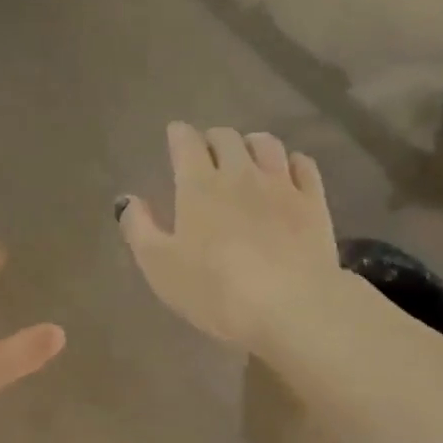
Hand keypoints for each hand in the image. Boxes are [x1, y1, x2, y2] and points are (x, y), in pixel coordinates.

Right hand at [118, 123, 339, 352]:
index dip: (178, 135)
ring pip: (266, 144)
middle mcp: (240, 173)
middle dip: (212, 139)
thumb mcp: (160, 267)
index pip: (186, 143)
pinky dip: (290, 162)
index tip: (175, 136)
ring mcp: (281, 185)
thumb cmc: (215, 291)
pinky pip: (303, 166)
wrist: (290, 306)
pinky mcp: (314, 203)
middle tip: (207, 153)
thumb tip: (128, 200)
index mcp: (198, 186)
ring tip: (246, 157)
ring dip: (251, 144)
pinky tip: (287, 173)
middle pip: (226, 138)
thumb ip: (139, 229)